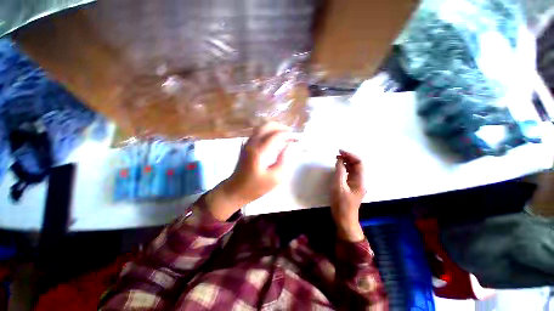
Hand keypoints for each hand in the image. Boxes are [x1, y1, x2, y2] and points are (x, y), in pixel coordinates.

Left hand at [207, 122, 294, 220]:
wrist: (235, 190)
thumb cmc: (255, 187)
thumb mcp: (275, 179)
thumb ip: (283, 161)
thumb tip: (286, 148)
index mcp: (259, 152)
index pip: (275, 135)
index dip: (287, 134)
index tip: (296, 137)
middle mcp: (252, 144)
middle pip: (266, 126)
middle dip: (280, 127)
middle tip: (290, 133)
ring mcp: (247, 143)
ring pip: (261, 127)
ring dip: (273, 128)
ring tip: (284, 134)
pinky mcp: (246, 146)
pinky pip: (258, 133)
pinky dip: (268, 132)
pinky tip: (274, 139)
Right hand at [331, 150, 366, 241]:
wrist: (344, 219)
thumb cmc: (341, 204)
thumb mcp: (338, 186)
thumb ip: (339, 172)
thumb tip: (340, 161)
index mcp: (360, 180)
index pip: (359, 162)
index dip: (350, 155)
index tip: (340, 151)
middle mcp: (360, 181)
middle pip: (357, 165)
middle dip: (348, 157)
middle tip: (337, 154)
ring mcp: (356, 184)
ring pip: (353, 169)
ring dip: (346, 162)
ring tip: (337, 159)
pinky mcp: (352, 187)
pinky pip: (350, 174)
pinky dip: (344, 168)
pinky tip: (338, 168)